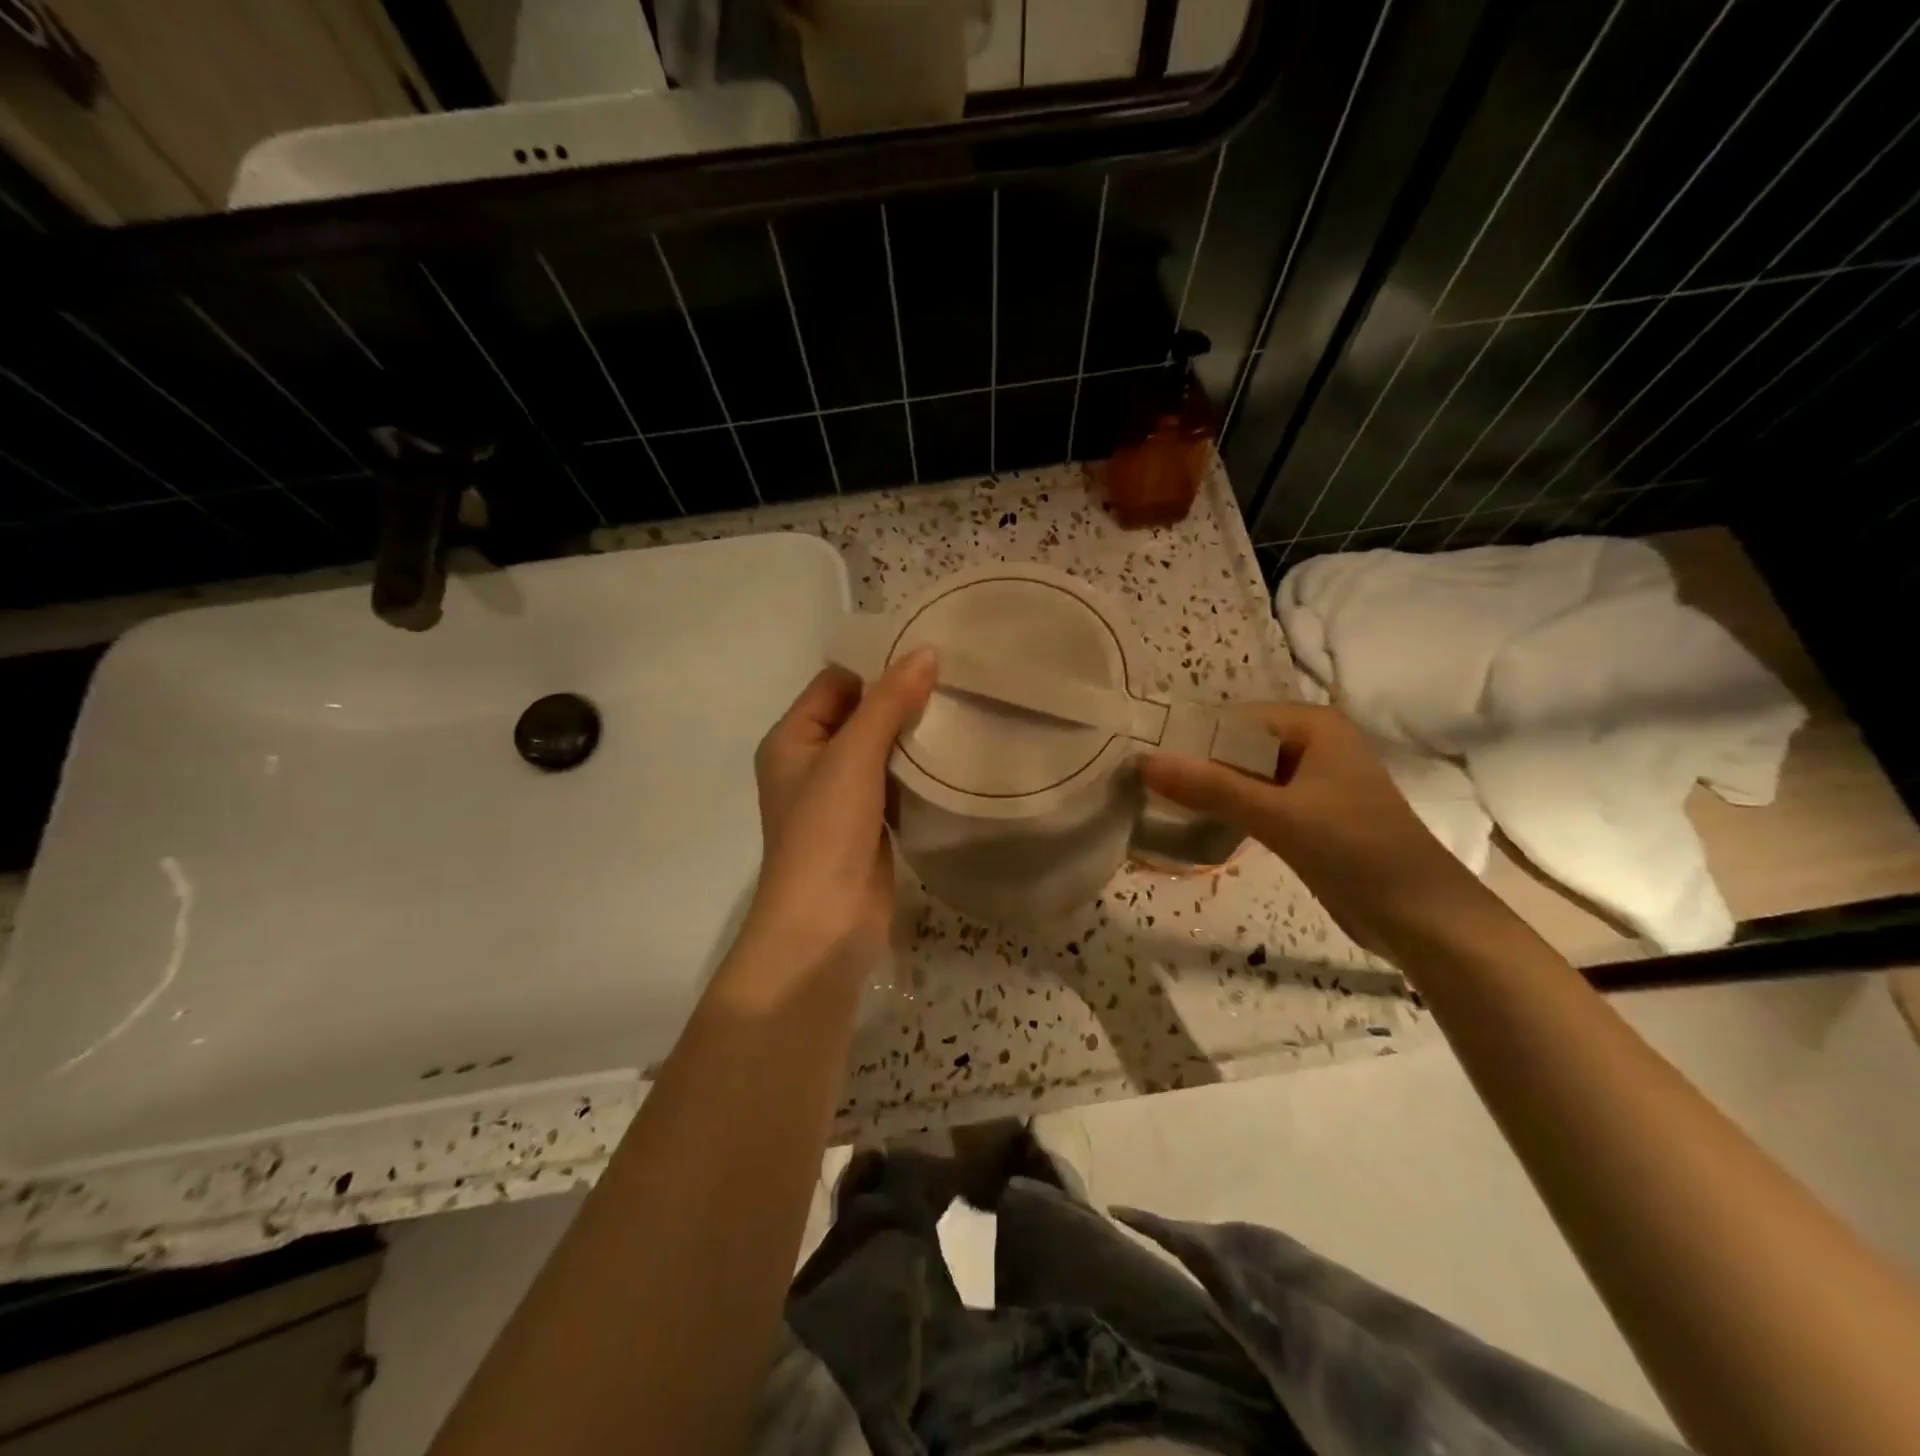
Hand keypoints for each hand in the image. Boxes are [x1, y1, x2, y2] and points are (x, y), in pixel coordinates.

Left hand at [744, 649, 937, 969]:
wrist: (824, 924)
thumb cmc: (826, 832)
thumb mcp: (853, 756)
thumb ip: (888, 702)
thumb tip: (925, 651)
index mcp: (792, 738)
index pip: (835, 683)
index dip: (876, 667)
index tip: (928, 655)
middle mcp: (811, 762)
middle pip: (858, 714)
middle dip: (900, 700)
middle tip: (955, 680)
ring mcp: (839, 797)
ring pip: (879, 750)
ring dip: (911, 736)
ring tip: (961, 712)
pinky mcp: (866, 824)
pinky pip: (892, 783)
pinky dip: (916, 771)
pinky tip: (951, 758)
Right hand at [1140, 703, 1498, 956]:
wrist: (1422, 917)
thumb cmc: (1355, 849)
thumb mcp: (1277, 815)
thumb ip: (1210, 787)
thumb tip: (1143, 761)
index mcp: (1312, 725)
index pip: (1233, 719)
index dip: (1188, 738)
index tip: (1142, 760)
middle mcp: (1312, 744)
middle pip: (1237, 747)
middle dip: (1195, 766)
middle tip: (1142, 785)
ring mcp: (1312, 781)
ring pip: (1244, 776)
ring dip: (1209, 790)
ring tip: (1159, 804)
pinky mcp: (1309, 816)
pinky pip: (1257, 801)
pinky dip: (1229, 810)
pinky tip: (1196, 824)